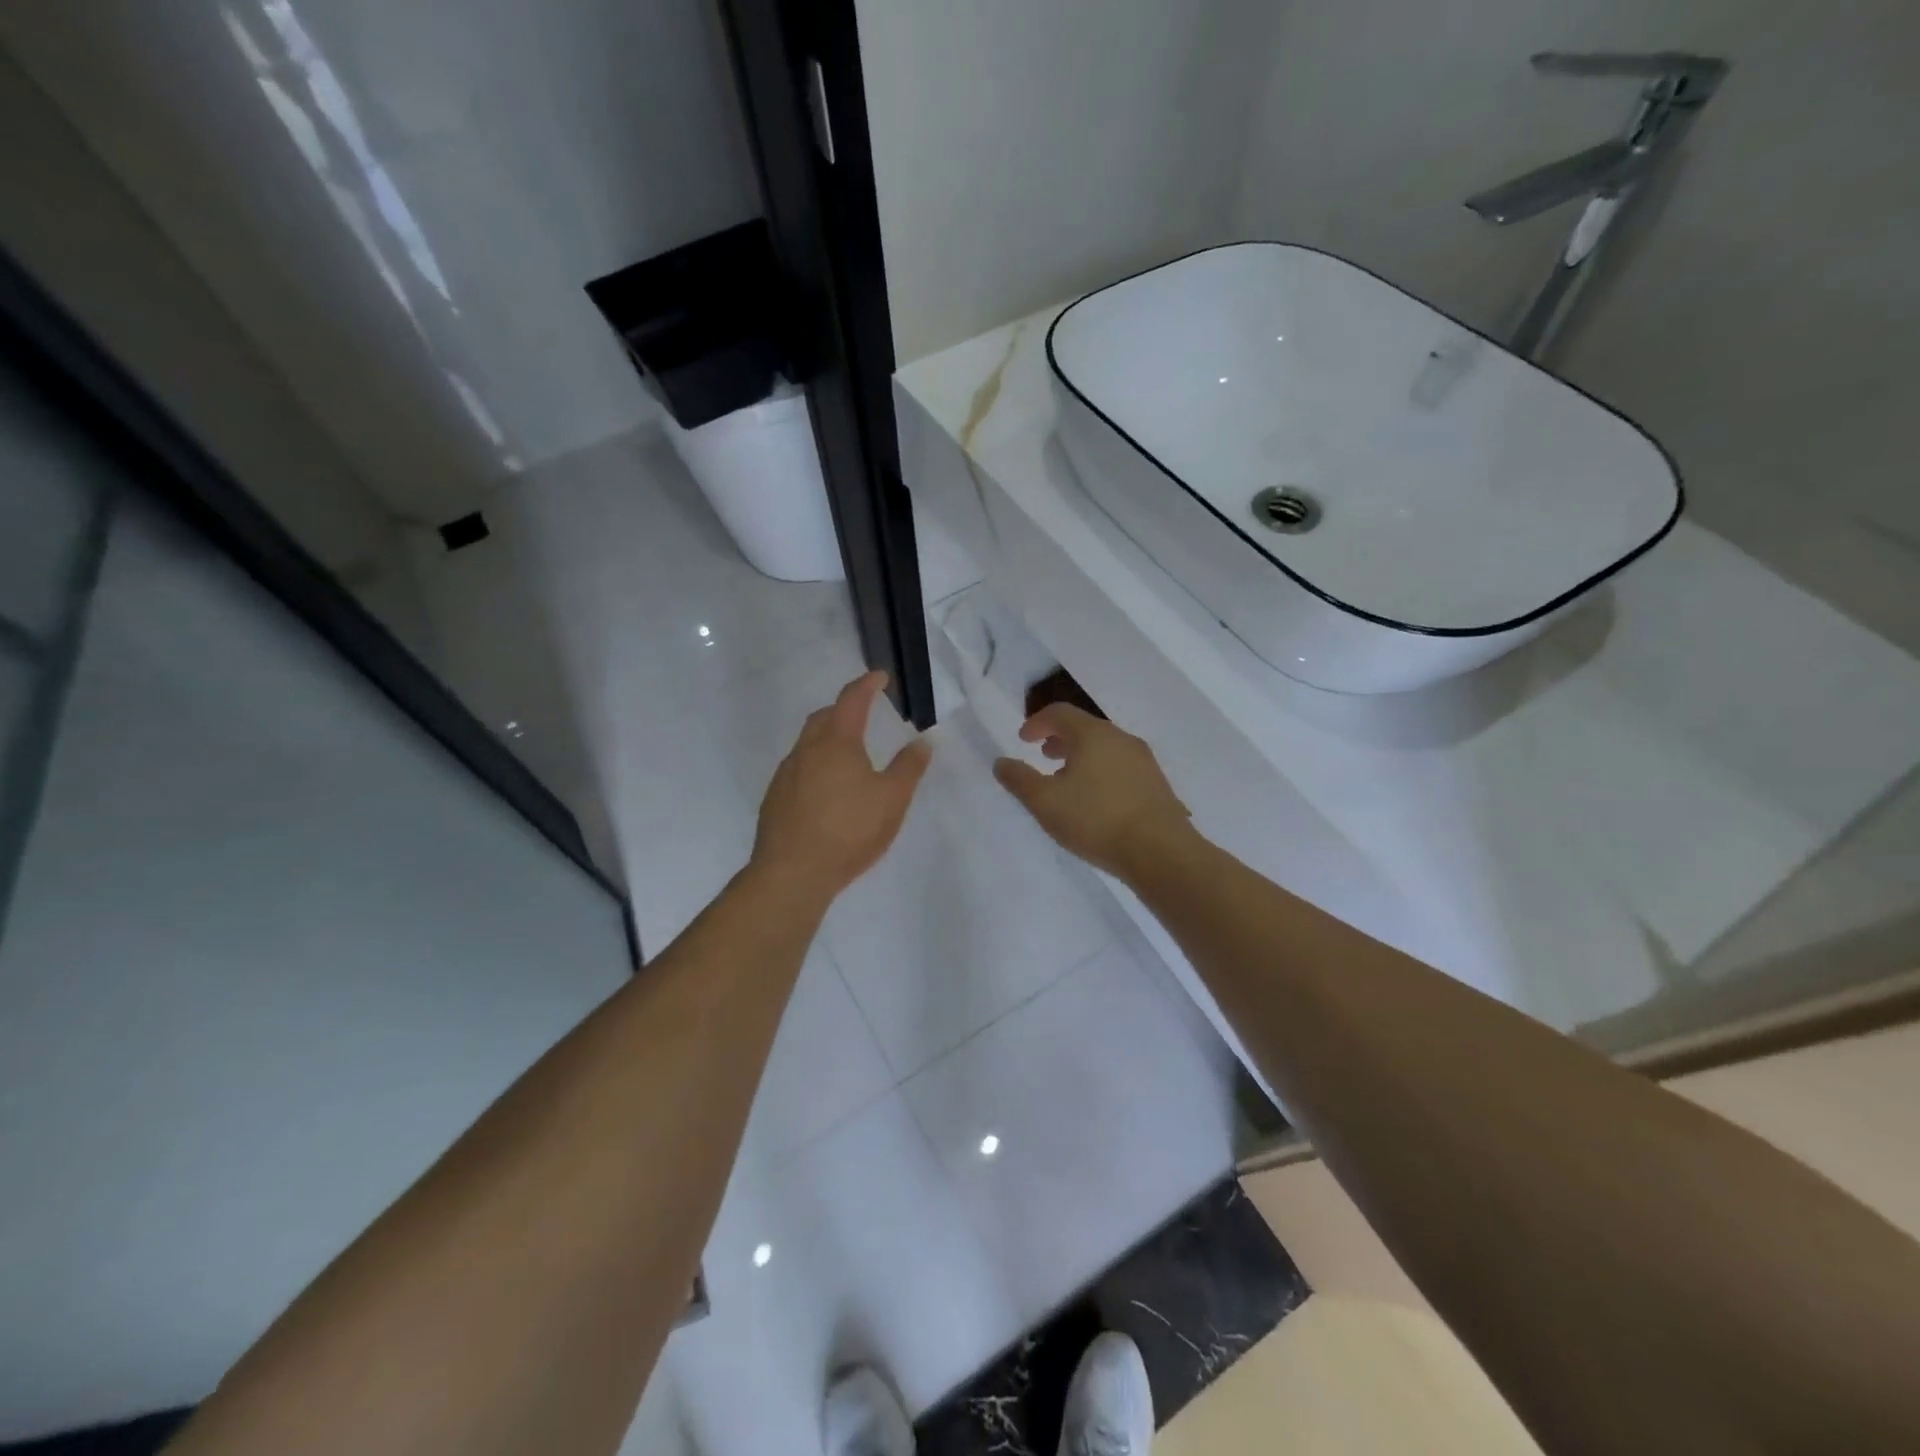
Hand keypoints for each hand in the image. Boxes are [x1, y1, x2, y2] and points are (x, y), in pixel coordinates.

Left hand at [752, 670, 931, 904]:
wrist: (792, 873)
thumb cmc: (849, 831)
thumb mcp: (892, 800)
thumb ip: (908, 768)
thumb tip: (922, 742)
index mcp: (837, 742)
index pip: (852, 699)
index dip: (868, 684)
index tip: (880, 677)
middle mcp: (806, 750)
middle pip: (824, 717)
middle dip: (844, 709)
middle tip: (864, 715)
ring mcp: (786, 774)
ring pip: (808, 743)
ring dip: (828, 738)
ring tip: (848, 755)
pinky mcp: (775, 799)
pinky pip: (798, 769)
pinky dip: (815, 765)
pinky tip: (826, 791)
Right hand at [994, 705, 1191, 880]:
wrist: (1161, 851)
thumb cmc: (1096, 820)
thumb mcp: (1045, 802)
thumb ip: (1019, 780)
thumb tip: (1001, 762)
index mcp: (1093, 734)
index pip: (1060, 712)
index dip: (1037, 722)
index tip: (1022, 739)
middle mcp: (1121, 738)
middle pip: (1085, 728)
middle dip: (1060, 738)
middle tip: (1043, 756)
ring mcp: (1143, 761)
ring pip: (1105, 748)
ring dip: (1081, 756)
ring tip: (1067, 780)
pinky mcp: (1156, 784)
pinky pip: (1120, 767)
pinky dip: (1100, 771)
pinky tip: (1096, 800)